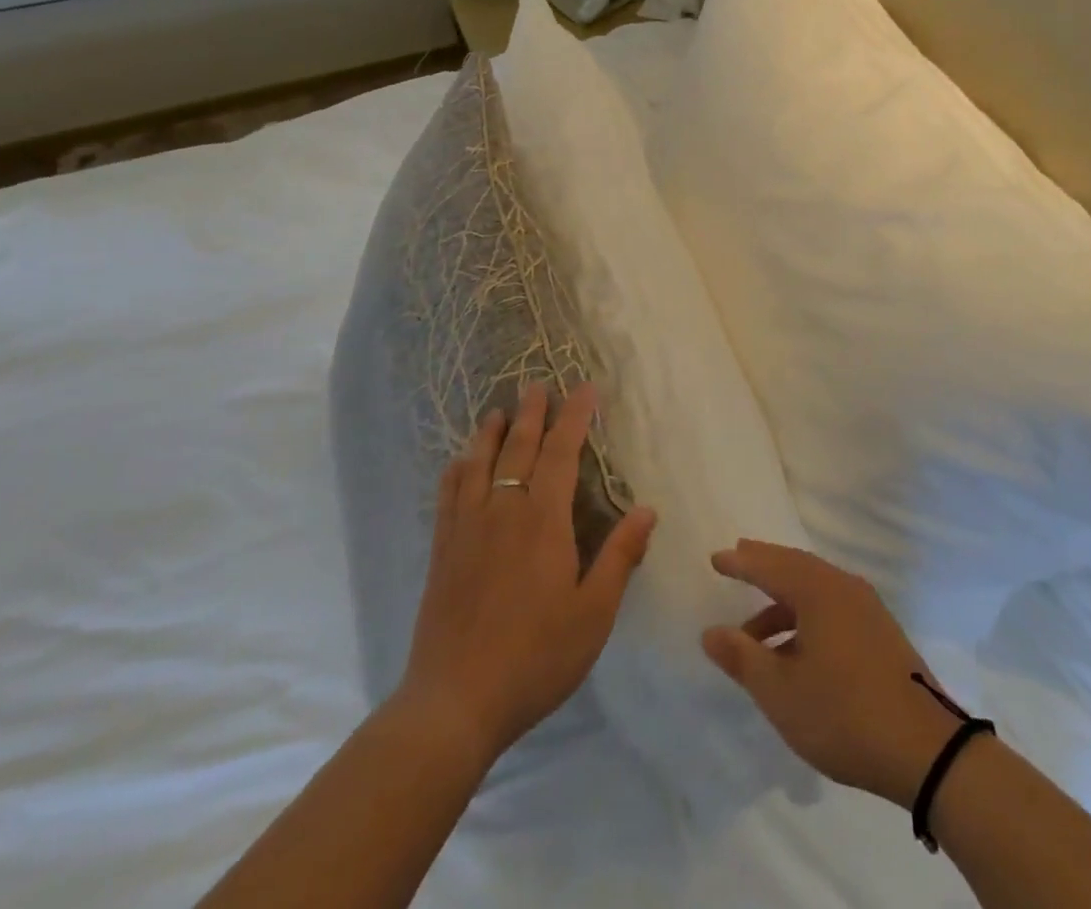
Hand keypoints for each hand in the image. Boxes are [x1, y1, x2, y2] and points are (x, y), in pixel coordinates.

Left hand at [395, 383, 656, 769]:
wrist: (454, 703)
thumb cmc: (535, 658)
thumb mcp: (593, 613)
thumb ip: (620, 556)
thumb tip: (647, 509)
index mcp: (543, 521)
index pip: (562, 453)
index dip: (575, 417)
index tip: (584, 389)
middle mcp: (503, 512)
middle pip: (518, 449)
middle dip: (532, 414)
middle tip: (538, 386)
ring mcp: (467, 529)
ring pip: (479, 464)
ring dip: (491, 433)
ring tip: (499, 411)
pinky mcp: (442, 552)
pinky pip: (449, 496)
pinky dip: (457, 470)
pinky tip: (458, 463)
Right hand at [701, 541, 968, 809]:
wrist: (926, 750)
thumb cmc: (844, 714)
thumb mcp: (782, 692)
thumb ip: (742, 658)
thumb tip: (711, 632)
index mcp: (818, 591)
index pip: (770, 566)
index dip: (741, 563)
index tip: (716, 558)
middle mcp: (843, 587)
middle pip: (795, 566)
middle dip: (764, 565)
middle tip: (738, 559)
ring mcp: (867, 608)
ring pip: (815, 588)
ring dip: (782, 600)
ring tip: (753, 631)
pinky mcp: (881, 632)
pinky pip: (832, 605)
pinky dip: (805, 615)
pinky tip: (794, 649)